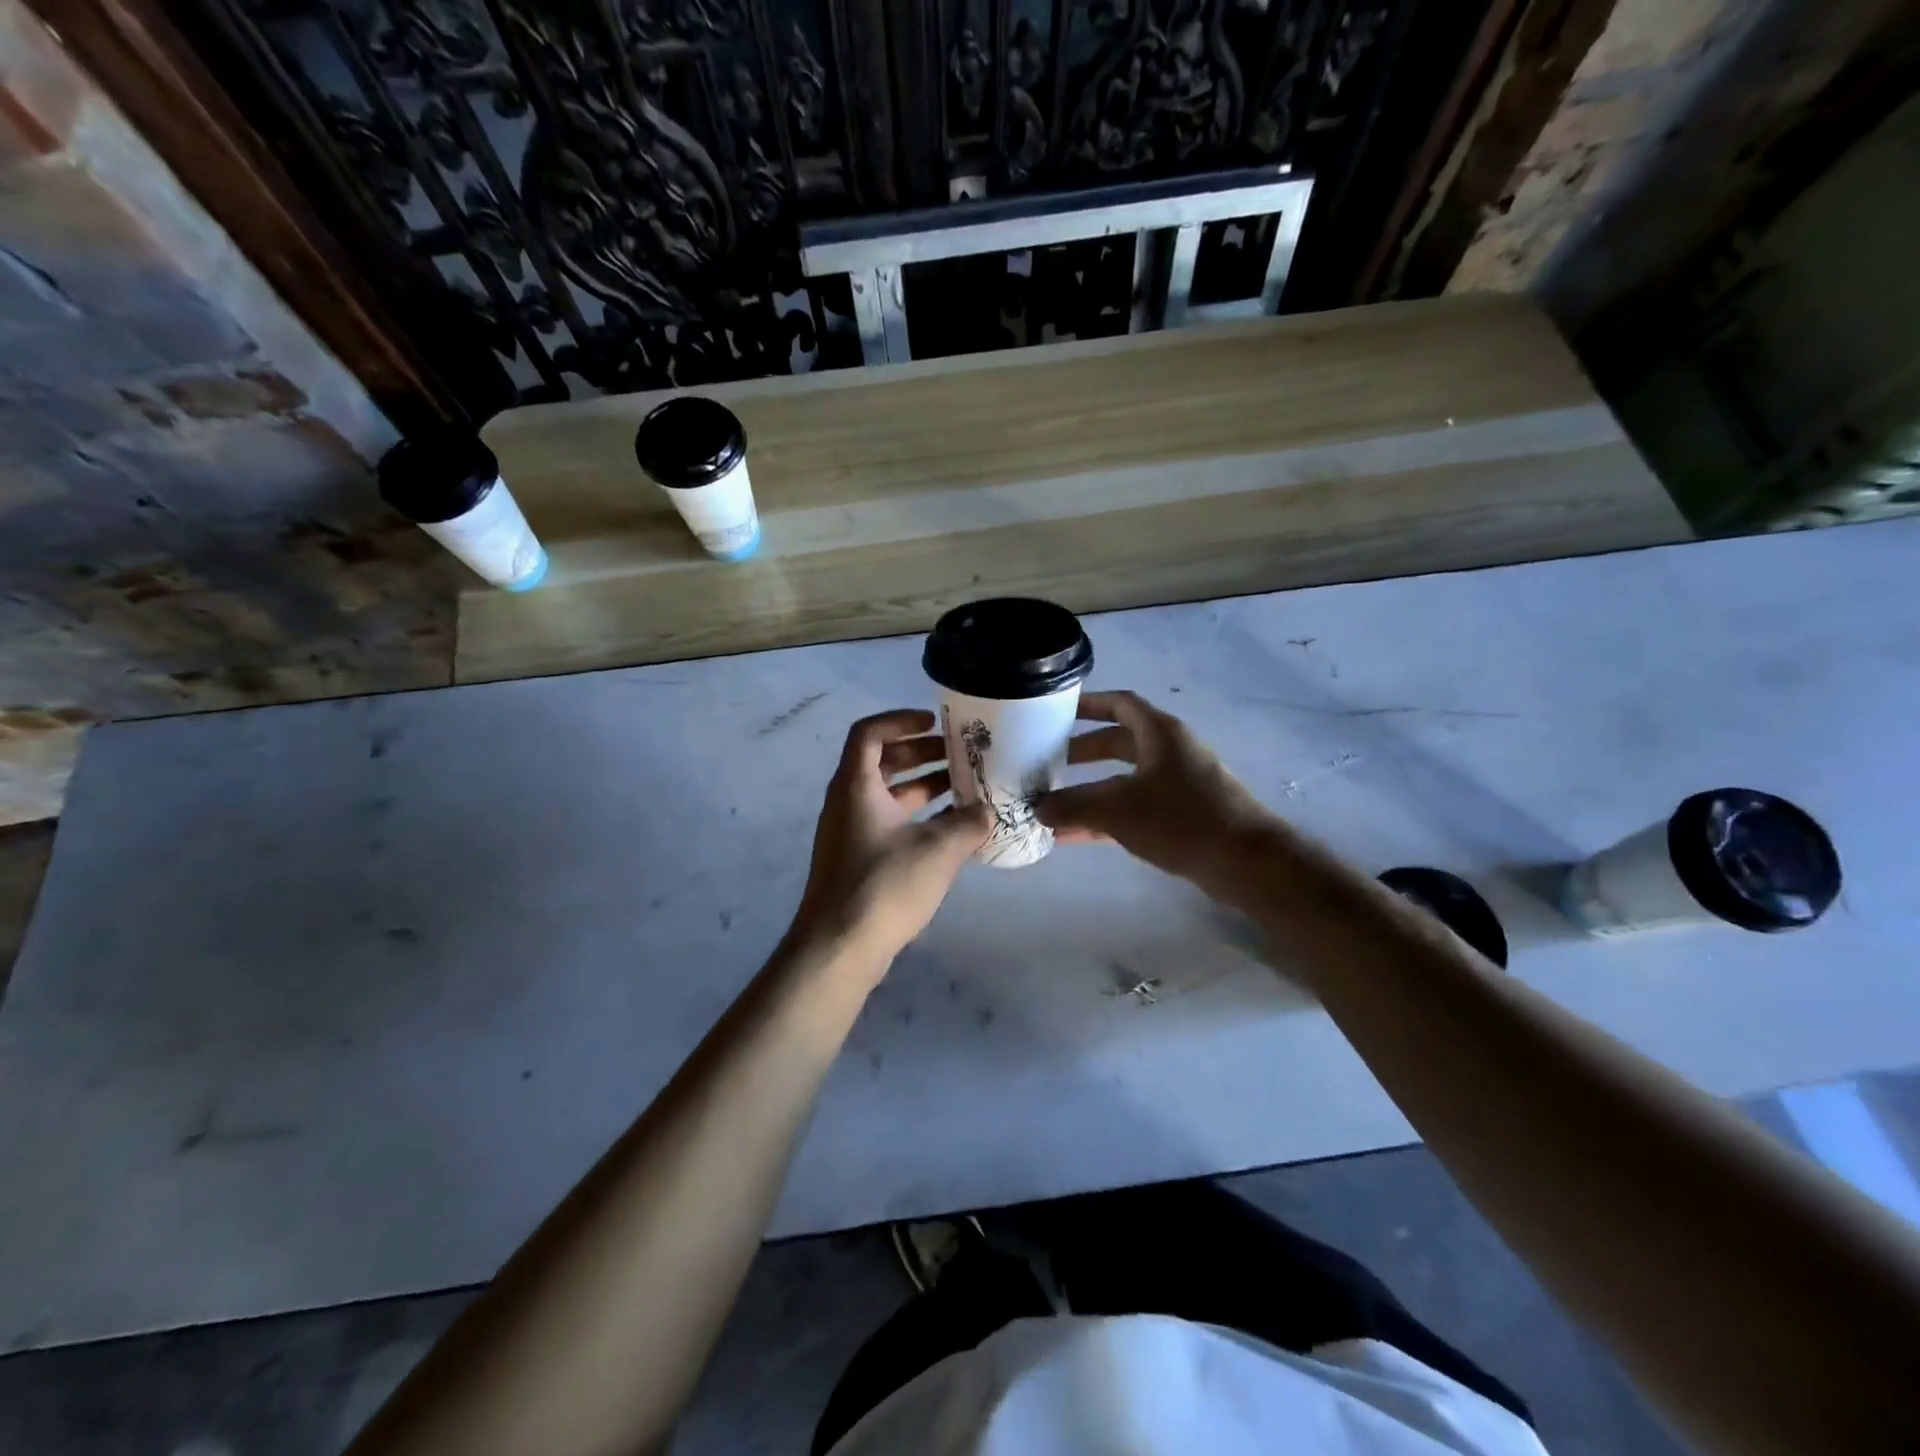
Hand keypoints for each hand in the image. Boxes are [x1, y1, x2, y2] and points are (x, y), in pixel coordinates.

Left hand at [787, 710, 991, 970]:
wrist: (838, 948)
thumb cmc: (884, 885)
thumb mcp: (938, 850)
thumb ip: (968, 824)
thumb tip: (989, 812)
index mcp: (856, 786)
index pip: (870, 733)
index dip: (900, 720)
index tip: (934, 722)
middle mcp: (847, 803)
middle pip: (881, 762)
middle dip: (921, 754)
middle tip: (960, 756)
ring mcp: (849, 834)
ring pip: (887, 796)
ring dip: (923, 787)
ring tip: (965, 790)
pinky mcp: (856, 861)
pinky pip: (888, 823)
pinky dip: (917, 817)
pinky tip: (951, 831)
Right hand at [1037, 691, 1273, 887]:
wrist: (1246, 862)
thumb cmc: (1181, 819)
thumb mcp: (1118, 810)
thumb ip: (1074, 806)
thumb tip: (1038, 808)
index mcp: (1159, 733)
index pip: (1120, 704)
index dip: (1088, 704)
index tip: (1057, 712)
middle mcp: (1169, 752)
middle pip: (1118, 742)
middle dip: (1082, 752)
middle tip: (1047, 762)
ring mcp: (1177, 784)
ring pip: (1124, 778)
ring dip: (1090, 789)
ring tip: (1054, 801)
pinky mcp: (1181, 815)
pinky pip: (1134, 808)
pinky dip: (1106, 816)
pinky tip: (1075, 836)